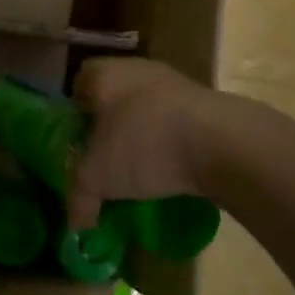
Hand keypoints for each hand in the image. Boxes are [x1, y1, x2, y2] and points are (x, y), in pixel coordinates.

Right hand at [69, 58, 226, 228]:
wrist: (221, 142)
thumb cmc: (144, 144)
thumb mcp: (98, 176)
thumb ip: (79, 197)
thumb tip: (75, 225)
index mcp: (103, 74)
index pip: (77, 85)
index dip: (73, 115)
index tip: (76, 144)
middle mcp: (135, 69)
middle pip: (112, 97)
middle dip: (108, 127)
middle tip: (104, 159)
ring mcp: (173, 83)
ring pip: (145, 109)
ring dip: (141, 135)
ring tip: (139, 171)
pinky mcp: (203, 103)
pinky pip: (173, 122)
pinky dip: (169, 142)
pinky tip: (170, 169)